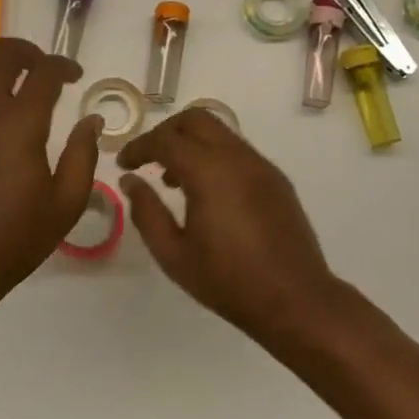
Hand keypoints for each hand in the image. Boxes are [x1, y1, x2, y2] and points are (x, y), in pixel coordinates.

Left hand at [0, 37, 101, 317]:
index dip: (64, 65)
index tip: (76, 76)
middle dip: (28, 51)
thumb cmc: (14, 238)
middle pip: (0, 53)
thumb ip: (83, 155)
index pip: (43, 71)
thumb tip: (91, 121)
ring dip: (0, 66)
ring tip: (20, 85)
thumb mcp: (65, 203)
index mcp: (19, 124)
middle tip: (46, 70)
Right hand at [117, 108, 341, 339]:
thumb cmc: (228, 281)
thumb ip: (147, 212)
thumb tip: (131, 182)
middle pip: (195, 119)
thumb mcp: (174, 254)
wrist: (295, 299)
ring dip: (191, 143)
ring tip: (173, 180)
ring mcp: (261, 165)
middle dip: (166, 132)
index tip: (123, 164)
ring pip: (220, 132)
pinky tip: (207, 192)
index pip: (165, 139)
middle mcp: (237, 157)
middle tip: (147, 159)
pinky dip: (214, 156)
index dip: (139, 147)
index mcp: (209, 172)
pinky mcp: (276, 178)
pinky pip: (238, 151)